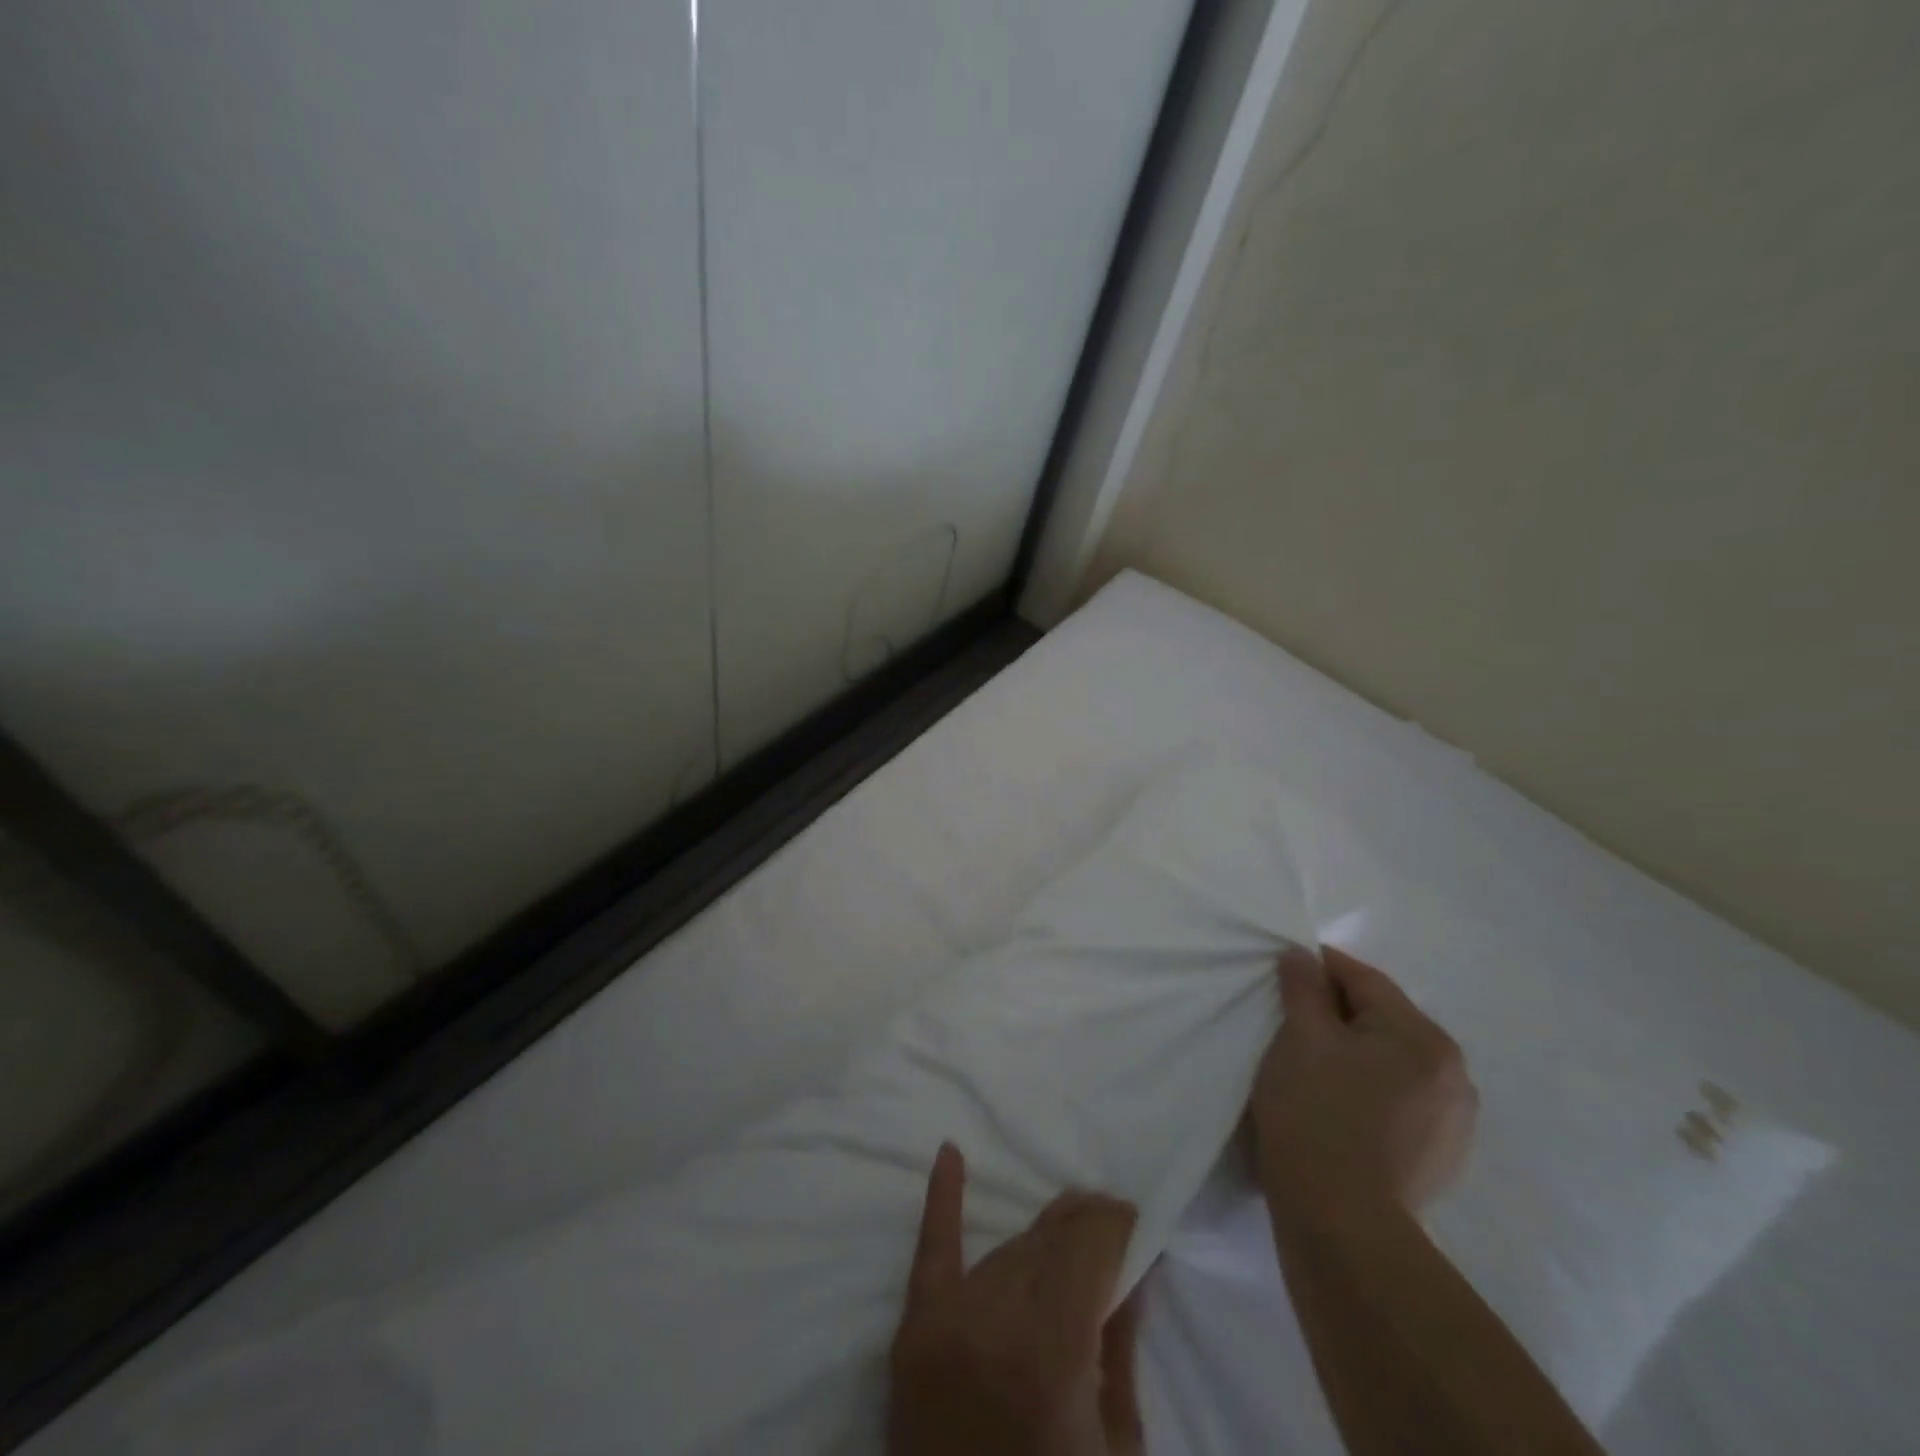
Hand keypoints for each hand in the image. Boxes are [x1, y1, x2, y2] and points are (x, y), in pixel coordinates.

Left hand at [887, 1144, 1145, 1455]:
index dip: (1115, 1226)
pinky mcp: (911, 1333)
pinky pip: (932, 1252)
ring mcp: (945, 1324)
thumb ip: (1120, 1351)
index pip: (1087, 1248)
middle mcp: (993, 1323)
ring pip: (1006, 1251)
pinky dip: (942, 1200)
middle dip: (1084, 1226)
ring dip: (1042, 1241)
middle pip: (1047, 1243)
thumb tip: (1133, 1268)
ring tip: (1069, 1232)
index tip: (1134, 1219)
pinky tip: (949, 1154)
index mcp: (1051, 1355)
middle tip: (1109, 1222)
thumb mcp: (1113, 1450)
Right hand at [1251, 946, 1477, 1217]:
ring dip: (1354, 1052)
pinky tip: (1336, 1105)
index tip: (1284, 967)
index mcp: (1425, 1038)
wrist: (1341, 1223)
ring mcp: (1454, 1122)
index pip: (1365, 980)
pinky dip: (1368, 1089)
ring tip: (1311, 1065)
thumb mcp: (1300, 1036)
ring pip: (1392, 1062)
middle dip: (1337, 1012)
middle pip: (1383, 1020)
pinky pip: (1399, 1100)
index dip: (1320, 967)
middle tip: (1290, 1019)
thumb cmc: (1317, 1113)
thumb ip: (1303, 987)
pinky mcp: (1440, 1158)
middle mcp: (1454, 1075)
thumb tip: (1302, 956)